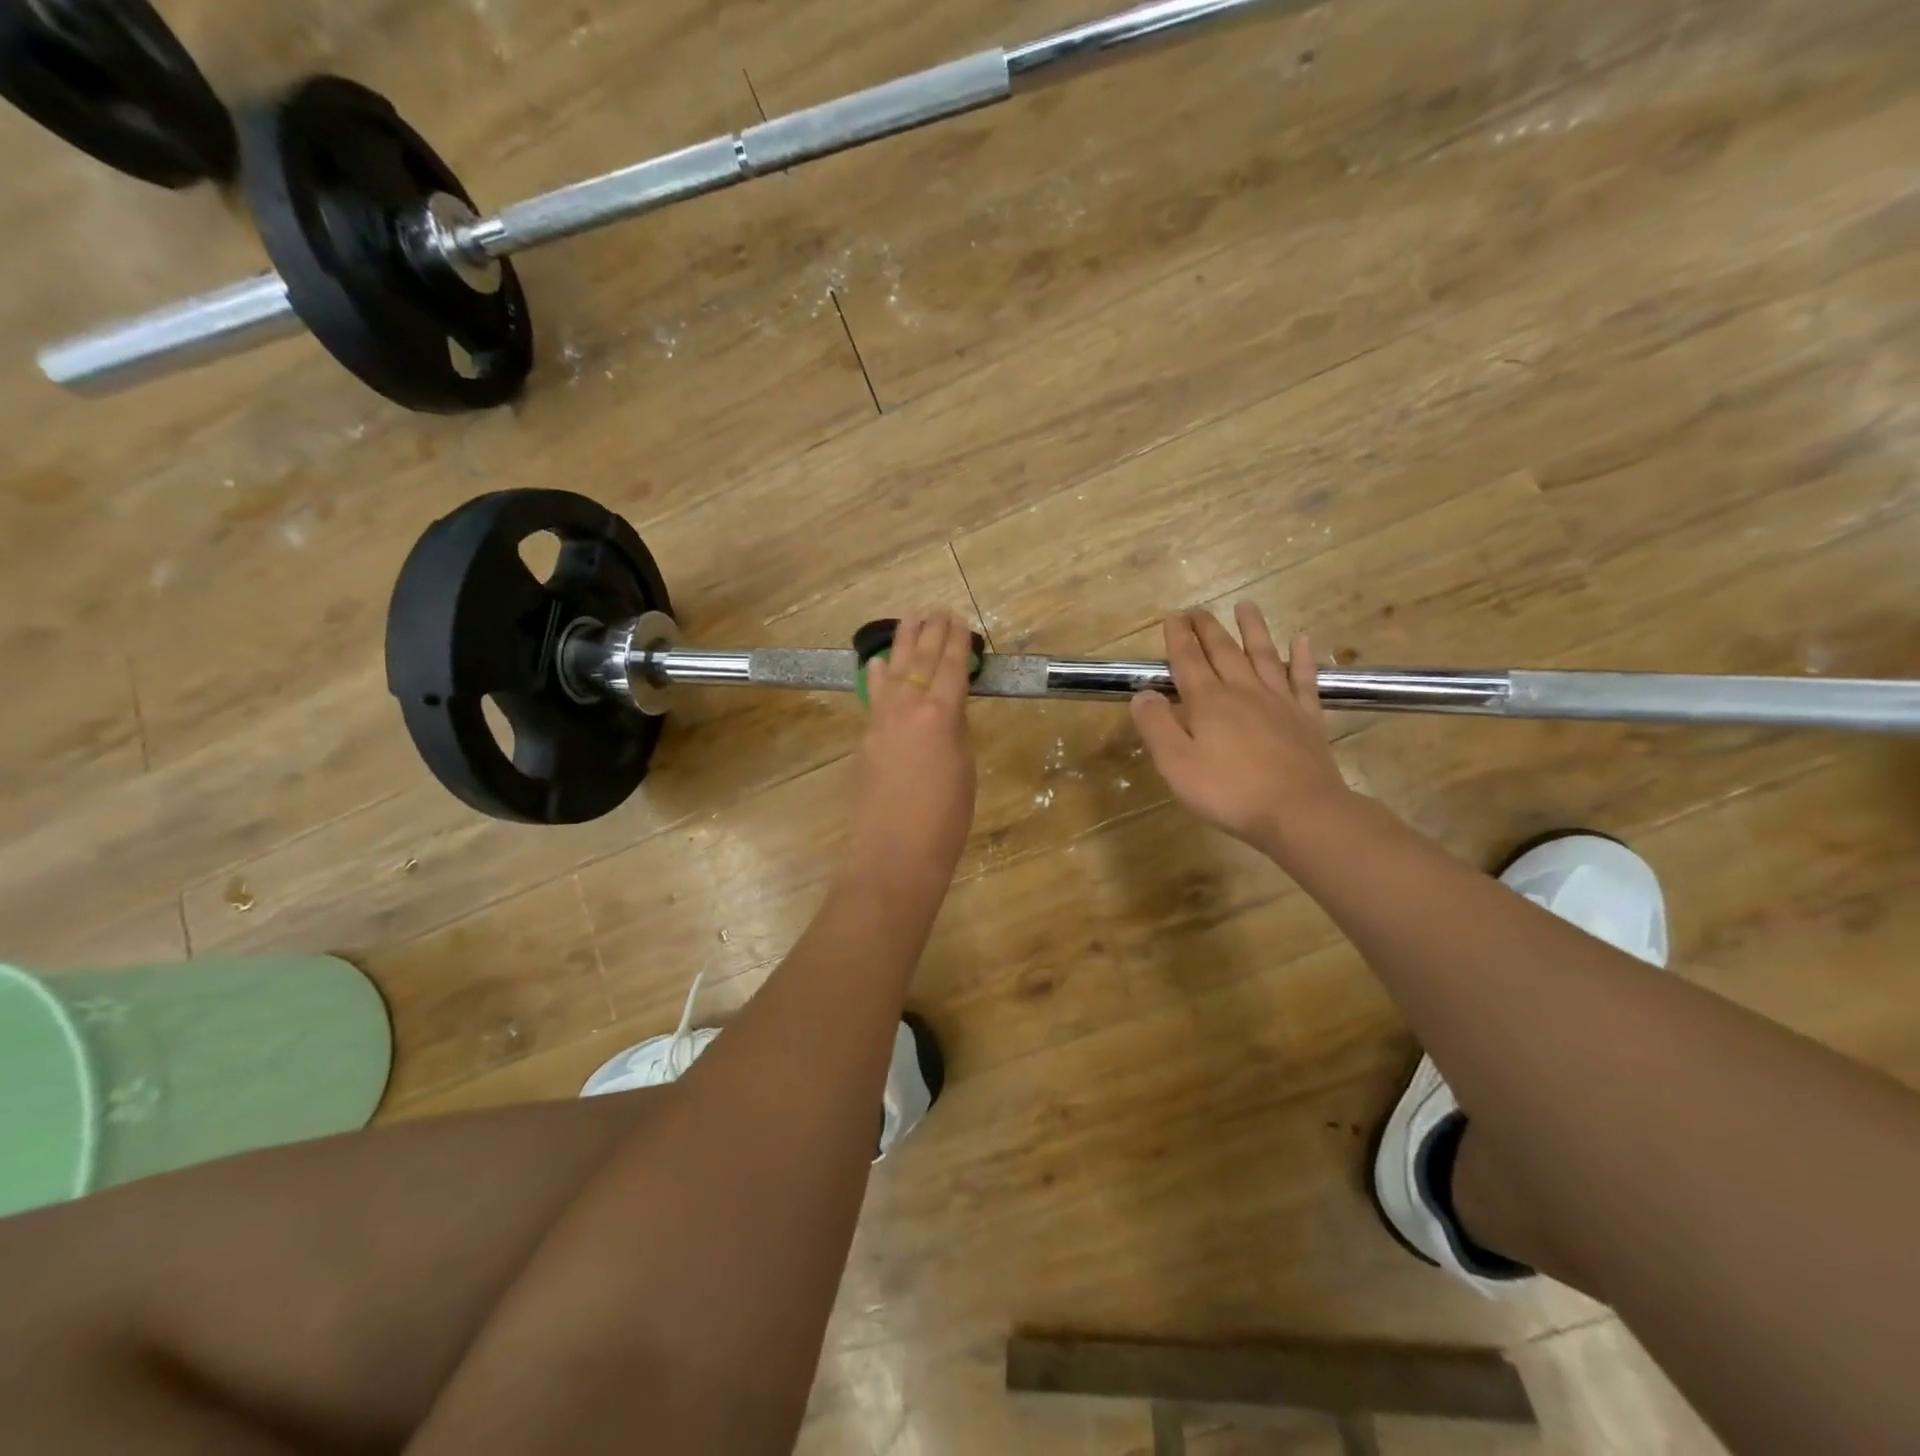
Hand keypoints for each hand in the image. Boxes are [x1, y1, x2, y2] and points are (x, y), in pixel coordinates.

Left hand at [846, 610, 977, 894]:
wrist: (894, 855)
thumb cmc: (944, 820)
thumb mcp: (964, 769)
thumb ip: (955, 732)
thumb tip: (947, 711)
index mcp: (941, 715)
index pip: (951, 667)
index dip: (956, 642)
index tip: (959, 620)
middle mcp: (908, 708)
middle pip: (920, 661)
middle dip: (930, 633)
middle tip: (937, 610)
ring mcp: (882, 722)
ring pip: (893, 671)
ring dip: (902, 644)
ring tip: (909, 620)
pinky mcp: (867, 739)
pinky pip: (875, 695)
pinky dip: (879, 675)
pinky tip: (878, 664)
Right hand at [1130, 604, 1351, 858]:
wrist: (1300, 811)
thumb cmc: (1229, 791)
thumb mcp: (1176, 764)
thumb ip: (1156, 726)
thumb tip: (1144, 694)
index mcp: (1208, 701)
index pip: (1188, 660)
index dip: (1178, 638)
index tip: (1172, 617)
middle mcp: (1243, 691)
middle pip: (1223, 651)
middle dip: (1207, 628)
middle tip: (1197, 610)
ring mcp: (1279, 701)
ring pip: (1264, 655)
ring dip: (1253, 629)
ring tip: (1246, 605)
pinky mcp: (1307, 717)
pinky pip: (1303, 679)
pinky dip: (1302, 658)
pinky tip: (1302, 640)